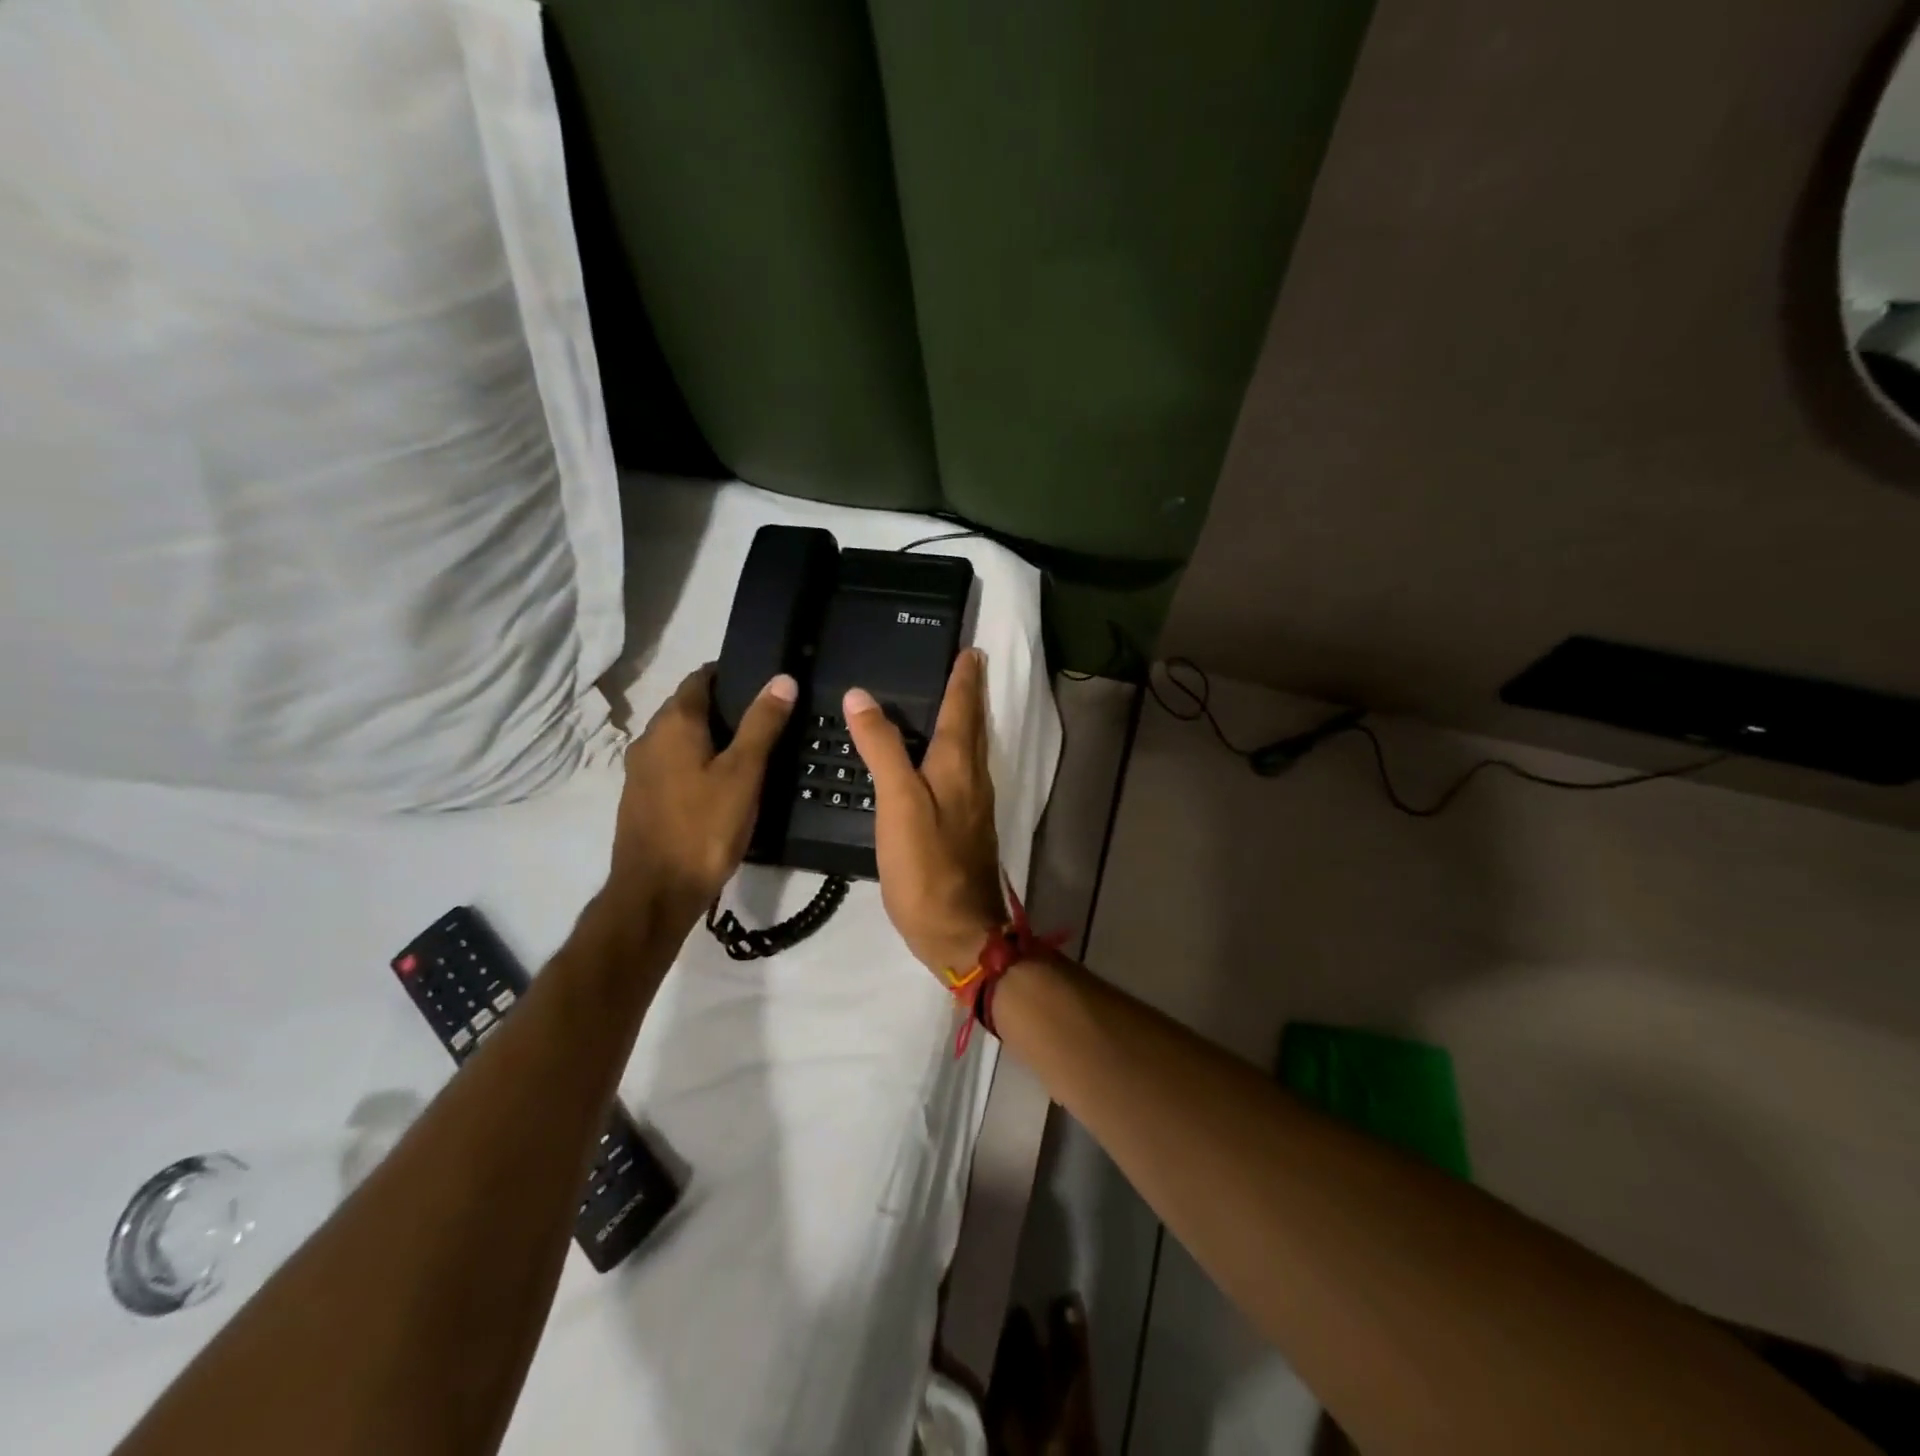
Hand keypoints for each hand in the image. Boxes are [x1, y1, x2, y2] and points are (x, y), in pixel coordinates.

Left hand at [608, 666, 795, 921]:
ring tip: (751, 750)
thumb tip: (782, 679)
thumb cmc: (704, 827)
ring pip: (680, 738)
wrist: (656, 892)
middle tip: (767, 717)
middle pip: (687, 707)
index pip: (699, 678)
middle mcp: (649, 738)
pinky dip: (697, 761)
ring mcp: (640, 770)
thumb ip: (762, 724)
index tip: (763, 681)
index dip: (730, 674)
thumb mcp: (744, 773)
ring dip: (710, 736)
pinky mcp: (641, 798)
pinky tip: (722, 783)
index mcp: (673, 724)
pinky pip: (673, 764)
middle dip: (723, 706)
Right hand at [843, 648, 1006, 975]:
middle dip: (970, 693)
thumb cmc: (927, 865)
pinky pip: (962, 774)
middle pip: (974, 725)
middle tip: (965, 664)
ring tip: (950, 701)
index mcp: (959, 765)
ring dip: (965, 721)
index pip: (963, 708)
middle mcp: (973, 778)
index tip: (969, 649)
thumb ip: (882, 748)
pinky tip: (937, 760)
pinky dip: (954, 752)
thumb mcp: (898, 802)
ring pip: (972, 750)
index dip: (964, 677)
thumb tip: (861, 696)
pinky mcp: (965, 828)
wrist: (959, 929)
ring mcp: (973, 805)